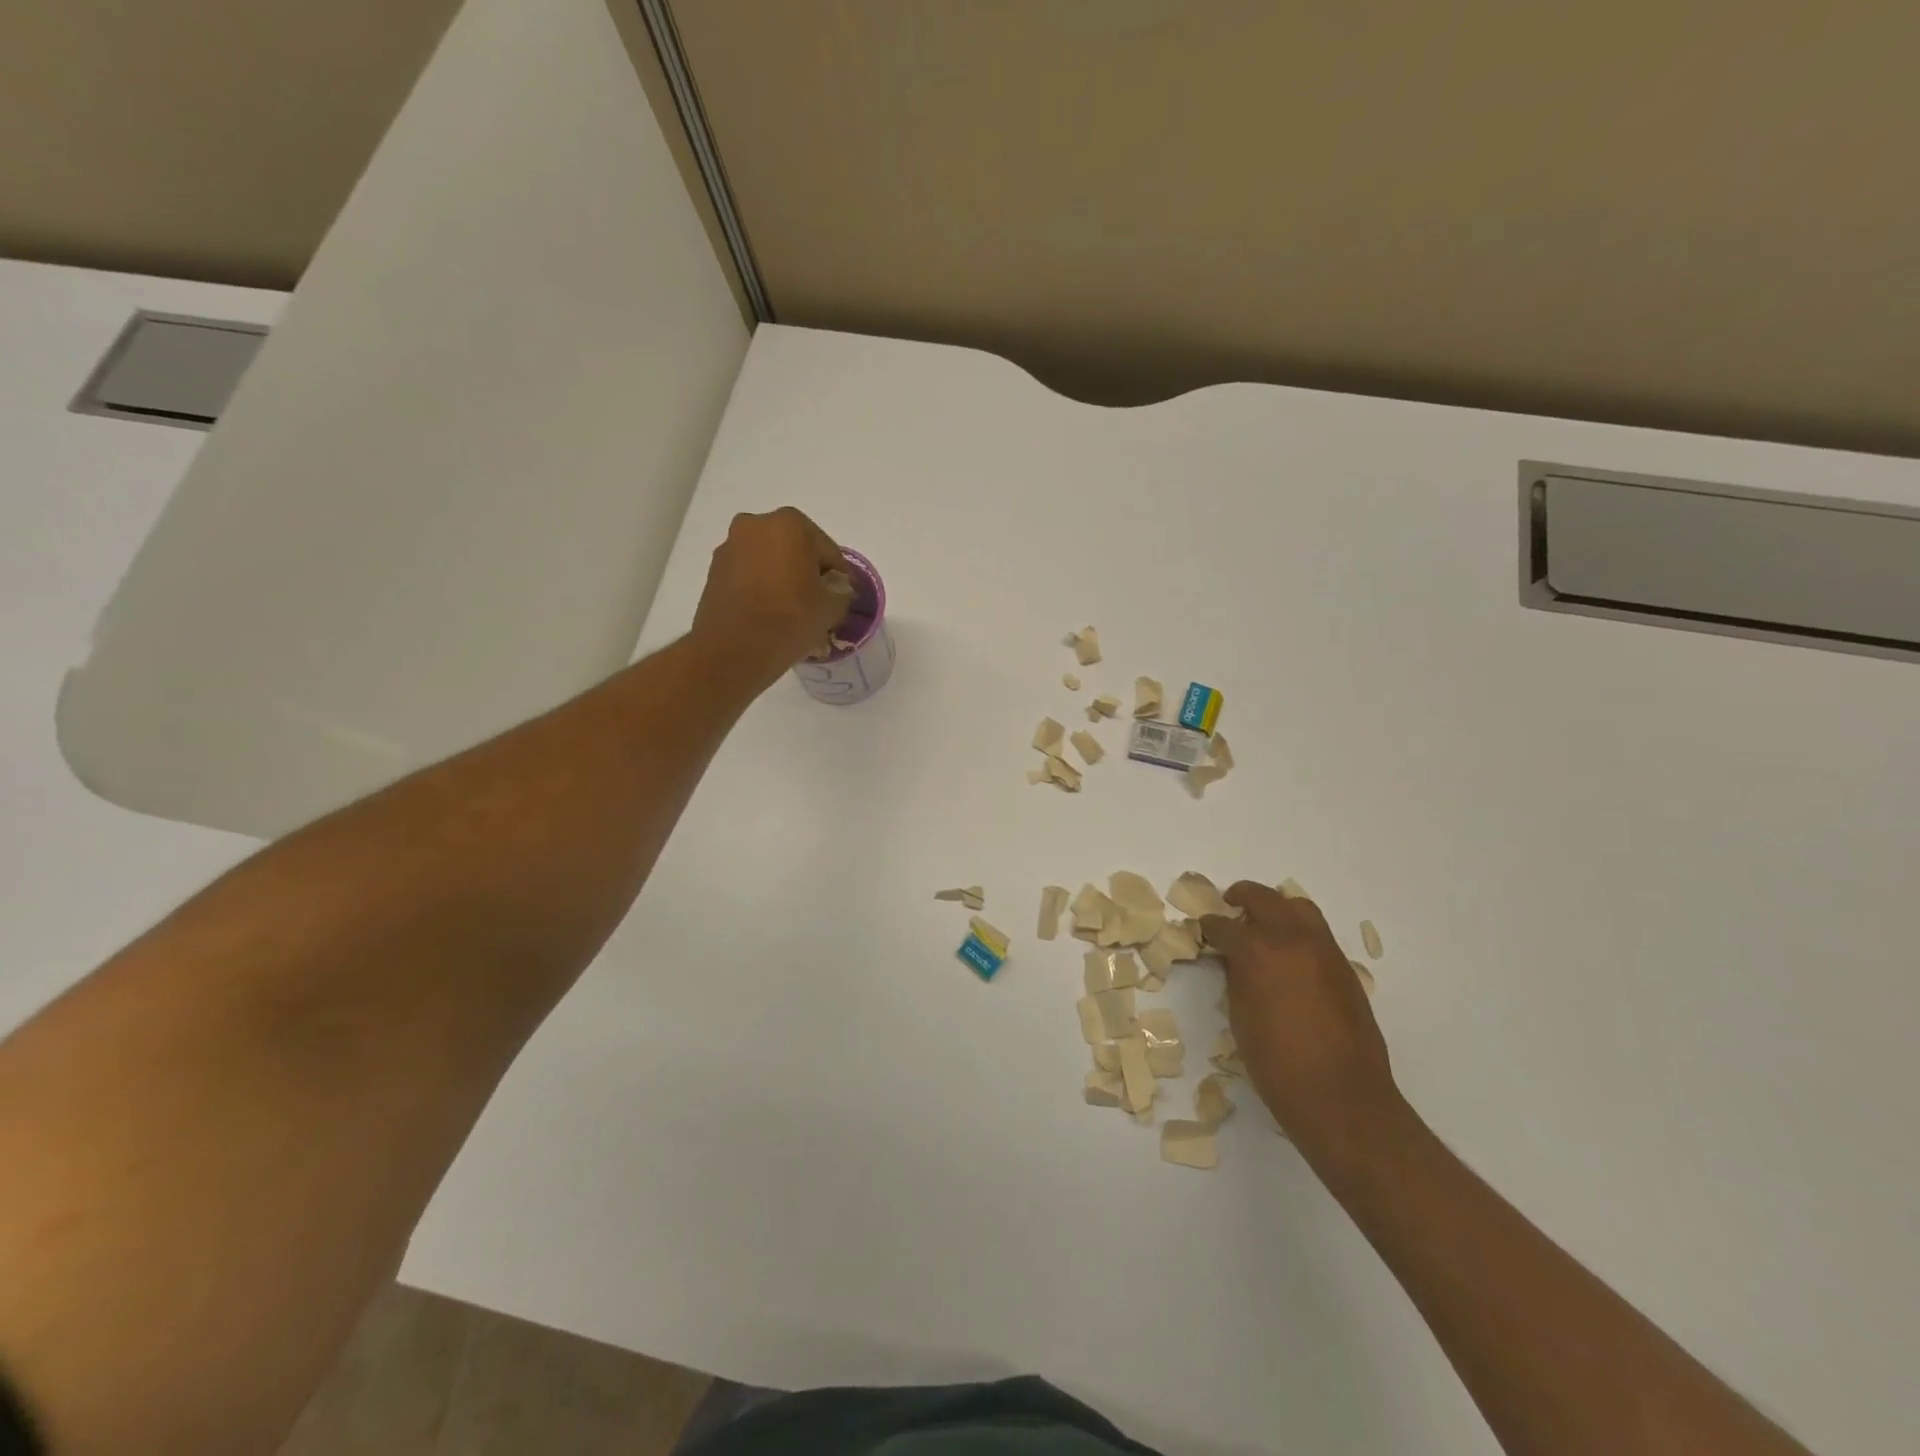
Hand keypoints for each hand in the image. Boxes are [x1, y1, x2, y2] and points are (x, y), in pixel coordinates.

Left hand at [691, 508, 851, 685]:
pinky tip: (768, 613)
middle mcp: (756, 524)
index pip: (828, 551)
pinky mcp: (714, 570)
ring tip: (790, 611)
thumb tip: (835, 588)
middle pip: (795, 549)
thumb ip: (842, 591)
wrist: (734, 649)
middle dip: (806, 572)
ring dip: (782, 578)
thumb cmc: (790, 619)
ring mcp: (730, 546)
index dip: (838, 577)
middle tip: (816, 603)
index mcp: (790, 524)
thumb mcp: (832, 608)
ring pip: (769, 560)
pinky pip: (748, 574)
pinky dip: (760, 587)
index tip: (840, 598)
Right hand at [1200, 883, 1401, 1155]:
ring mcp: (1323, 950)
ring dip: (1276, 908)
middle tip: (1229, 906)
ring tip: (1264, 924)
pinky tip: (1289, 956)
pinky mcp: (1344, 967)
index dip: (1209, 927)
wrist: (1341, 1097)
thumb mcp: (1240, 1016)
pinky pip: (1317, 933)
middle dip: (1242, 898)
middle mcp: (1292, 939)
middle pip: (1263, 898)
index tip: (1203, 930)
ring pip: (1298, 907)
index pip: (1224, 926)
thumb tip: (1234, 960)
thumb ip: (1236, 978)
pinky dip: (1298, 931)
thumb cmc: (1277, 1064)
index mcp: (1257, 951)